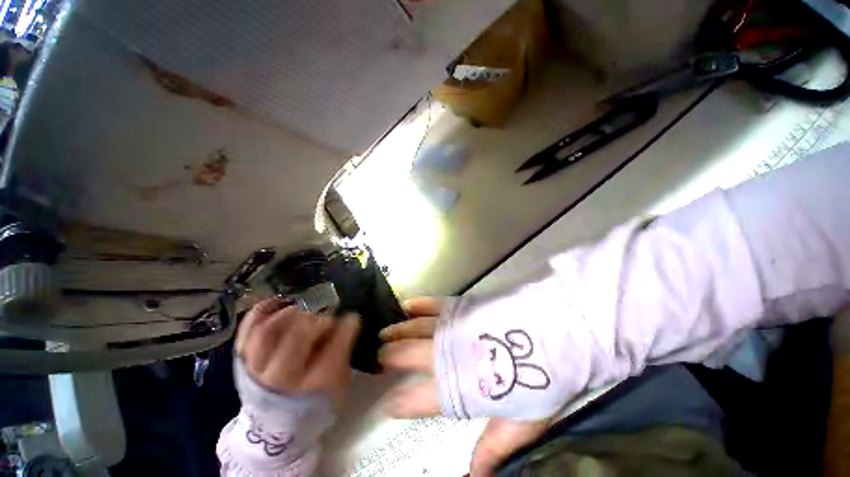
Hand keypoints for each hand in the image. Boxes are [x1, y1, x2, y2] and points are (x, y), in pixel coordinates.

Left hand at [236, 298, 360, 409]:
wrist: (273, 430)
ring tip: (304, 308)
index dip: (346, 327)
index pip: (333, 350)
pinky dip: (261, 311)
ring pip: (268, 331)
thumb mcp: (339, 386)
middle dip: (318, 319)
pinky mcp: (242, 361)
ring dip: (290, 313)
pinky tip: (279, 303)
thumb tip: (345, 322)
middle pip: (297, 337)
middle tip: (327, 314)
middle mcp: (282, 378)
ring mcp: (257, 369)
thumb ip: (343, 354)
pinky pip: (246, 330)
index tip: (352, 317)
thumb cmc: (314, 404)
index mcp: (312, 387)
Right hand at [379, 297, 549, 476]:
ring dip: (397, 332)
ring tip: (383, 334)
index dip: (399, 402)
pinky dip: (417, 305)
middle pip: (408, 356)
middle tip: (378, 359)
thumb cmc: (541, 379)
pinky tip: (405, 306)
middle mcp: (446, 353)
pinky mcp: (461, 305)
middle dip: (390, 358)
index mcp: (457, 385)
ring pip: (415, 328)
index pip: (417, 399)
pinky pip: (433, 304)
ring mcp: (452, 325)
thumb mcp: (522, 422)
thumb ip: (494, 448)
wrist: (555, 332)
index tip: (388, 403)